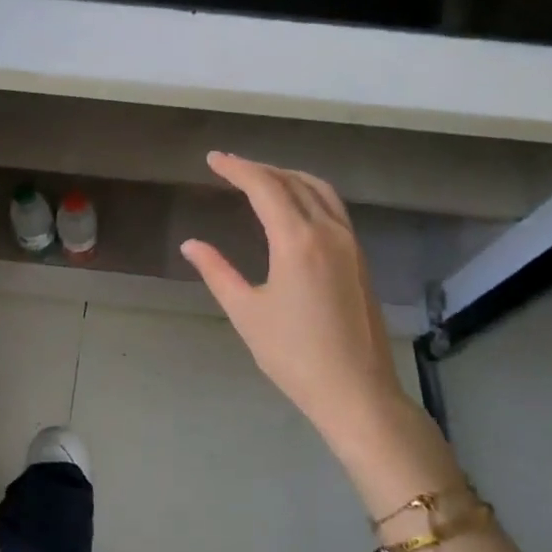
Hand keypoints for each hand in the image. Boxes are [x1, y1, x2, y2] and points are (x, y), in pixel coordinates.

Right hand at [181, 152, 455, 504]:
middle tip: (230, 167)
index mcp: (298, 240)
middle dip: (260, 169)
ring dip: (289, 177)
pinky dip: (309, 195)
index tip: (213, 159)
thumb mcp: (247, 312)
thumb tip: (191, 244)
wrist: (357, 392)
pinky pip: (334, 209)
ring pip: (320, 192)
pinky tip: (295, 209)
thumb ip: (217, 272)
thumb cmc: (294, 355)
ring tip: (262, 179)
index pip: (265, 187)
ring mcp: (350, 244)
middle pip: (293, 182)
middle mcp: (329, 231)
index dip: (237, 168)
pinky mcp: (360, 259)